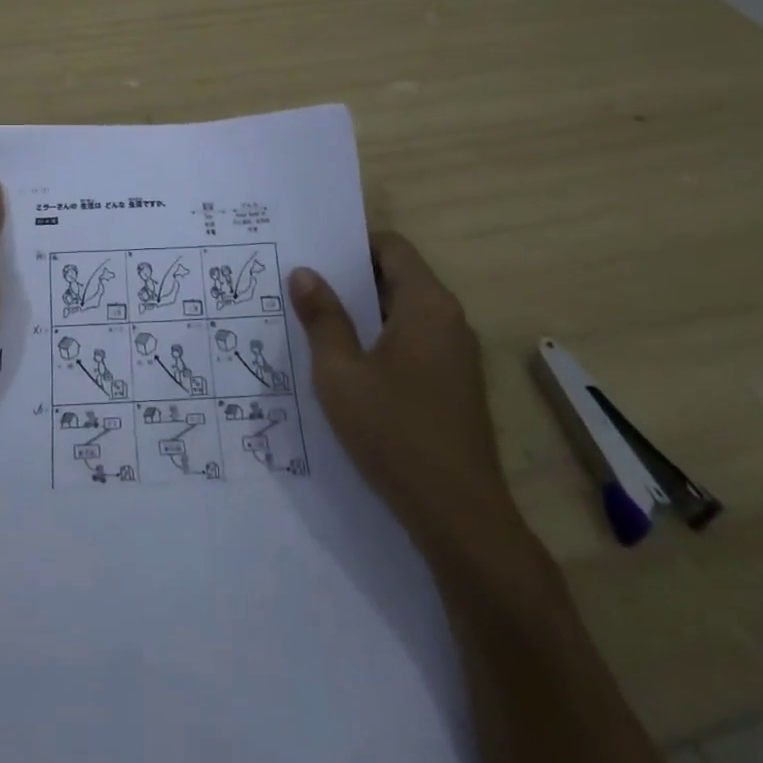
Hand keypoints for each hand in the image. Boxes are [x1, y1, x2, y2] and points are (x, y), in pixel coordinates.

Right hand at [290, 232, 514, 538]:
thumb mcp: (341, 372)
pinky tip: (347, 366)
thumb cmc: (394, 432)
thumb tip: (304, 273)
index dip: (352, 244)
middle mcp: (449, 320)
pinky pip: (413, 343)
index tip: (313, 255)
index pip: (391, 247)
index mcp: (427, 304)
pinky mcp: (455, 386)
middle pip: (398, 277)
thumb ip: (322, 317)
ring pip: (403, 313)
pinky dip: (381, 341)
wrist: (460, 518)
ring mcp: (457, 356)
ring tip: (315, 322)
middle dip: (350, 279)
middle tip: (302, 286)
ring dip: (363, 314)